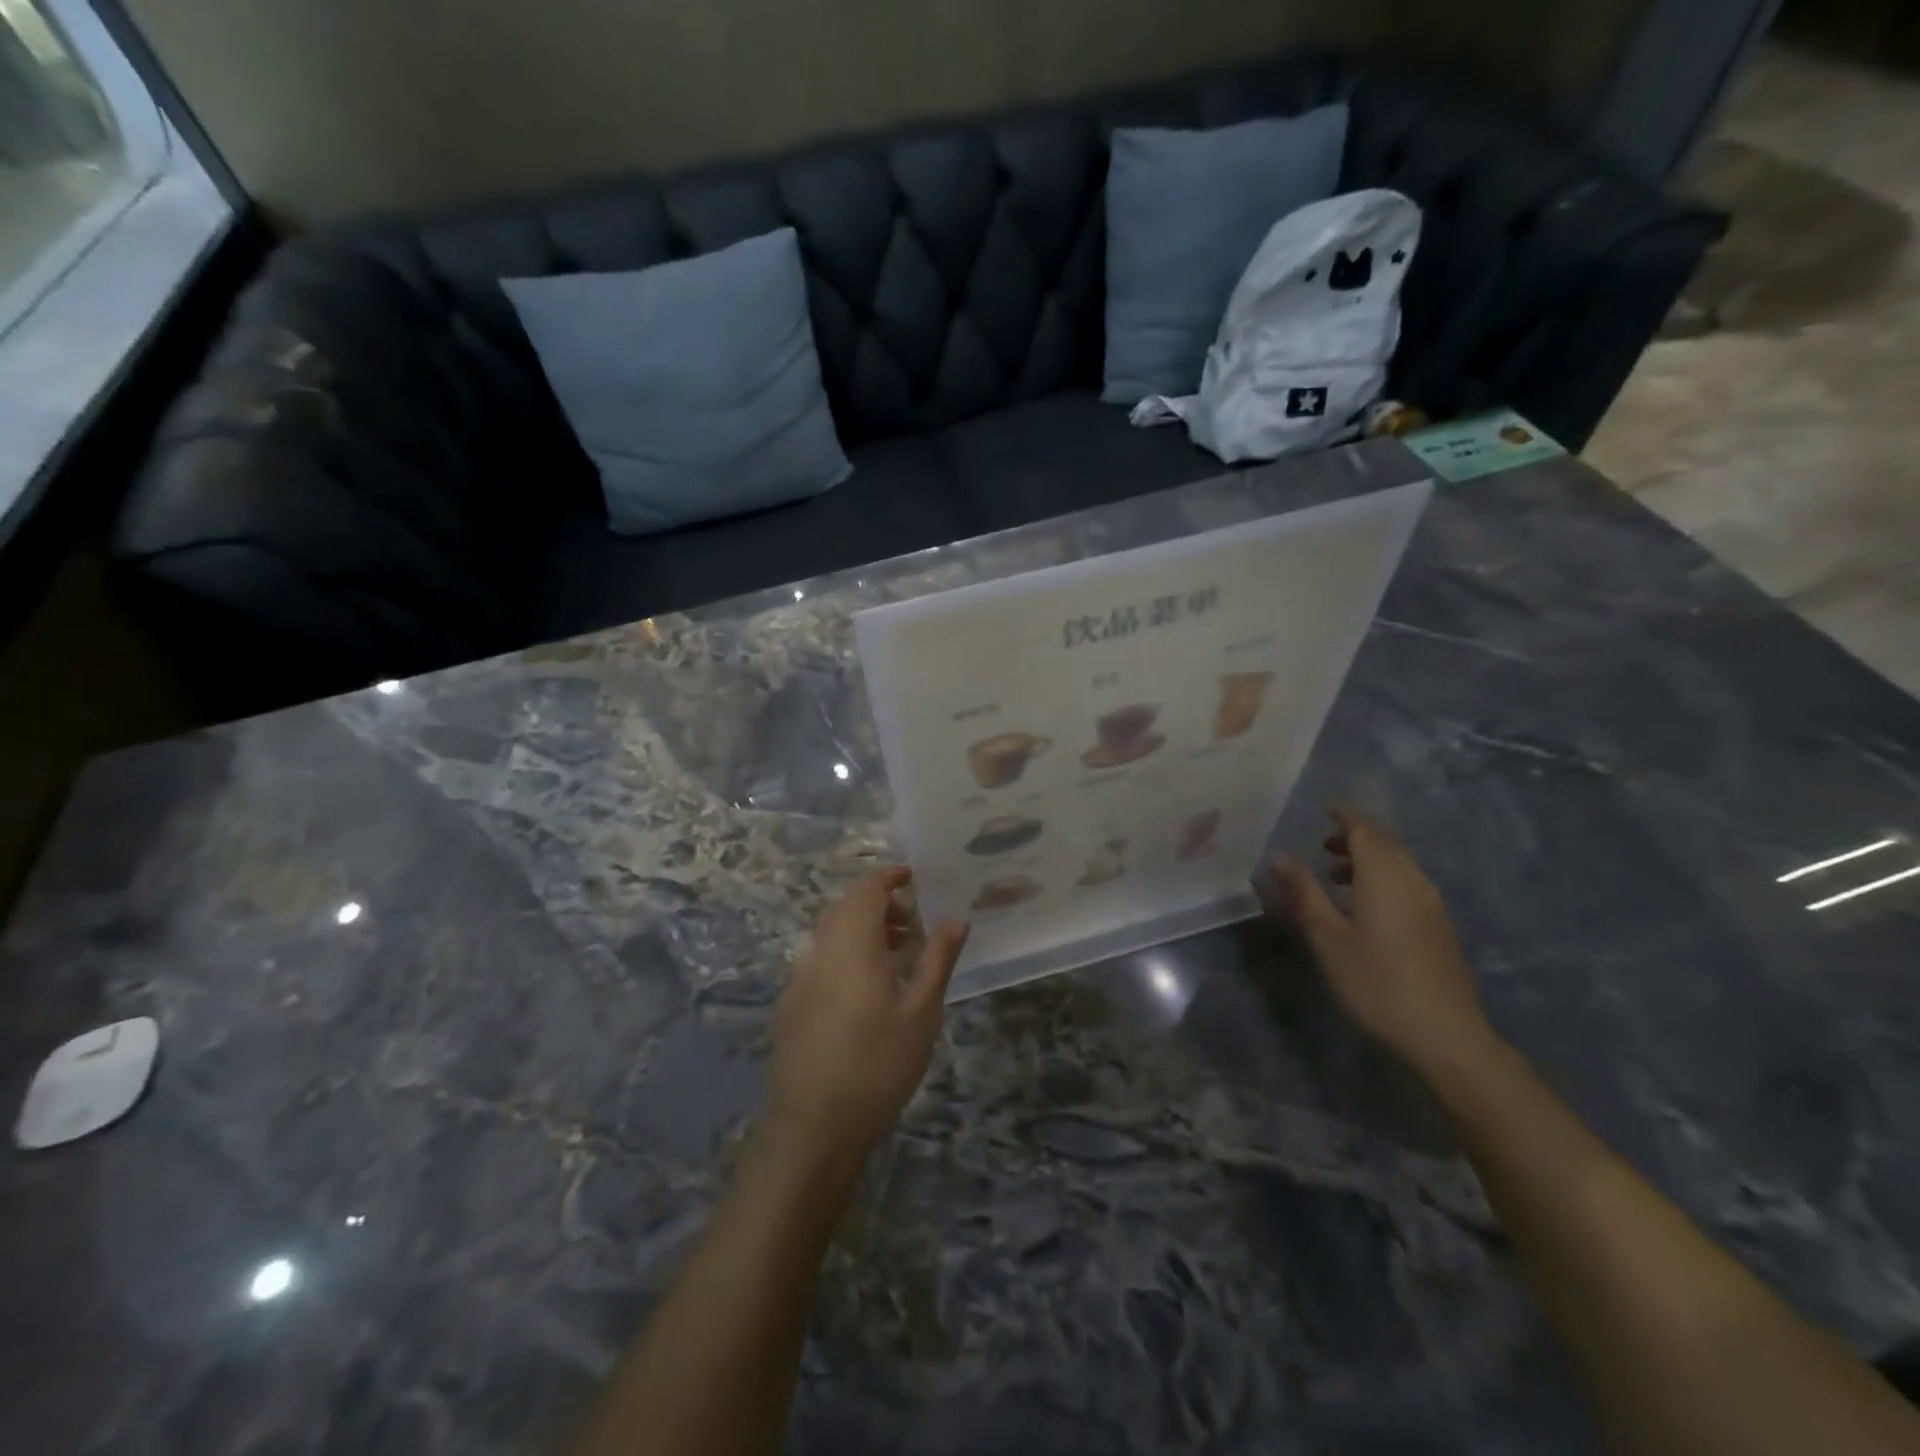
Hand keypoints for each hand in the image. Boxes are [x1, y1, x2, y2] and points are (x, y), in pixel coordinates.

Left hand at [766, 868, 967, 1167]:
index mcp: (853, 945)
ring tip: (896, 954)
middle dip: (879, 904)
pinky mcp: (790, 1004)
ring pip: (831, 933)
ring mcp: (800, 977)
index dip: (888, 877)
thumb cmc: (879, 1064)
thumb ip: (938, 960)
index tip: (913, 878)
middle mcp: (821, 951)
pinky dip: (844, 953)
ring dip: (862, 929)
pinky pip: (820, 959)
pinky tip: (865, 989)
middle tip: (912, 923)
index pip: (866, 889)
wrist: (815, 1125)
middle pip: (846, 907)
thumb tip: (956, 920)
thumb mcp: (922, 1013)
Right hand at [1265, 805, 1492, 1076]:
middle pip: (1386, 843)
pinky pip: (1408, 883)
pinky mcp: (1438, 925)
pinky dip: (1383, 878)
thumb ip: (1303, 892)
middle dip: (1355, 836)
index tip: (1325, 808)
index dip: (1345, 816)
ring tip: (1337, 876)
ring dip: (1369, 859)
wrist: (1444, 1033)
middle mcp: (1412, 880)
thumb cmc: (1376, 981)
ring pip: (1399, 864)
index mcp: (1384, 876)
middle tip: (1323, 843)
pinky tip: (1366, 906)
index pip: (1364, 830)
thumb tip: (1279, 855)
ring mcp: (1431, 904)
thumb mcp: (1327, 937)